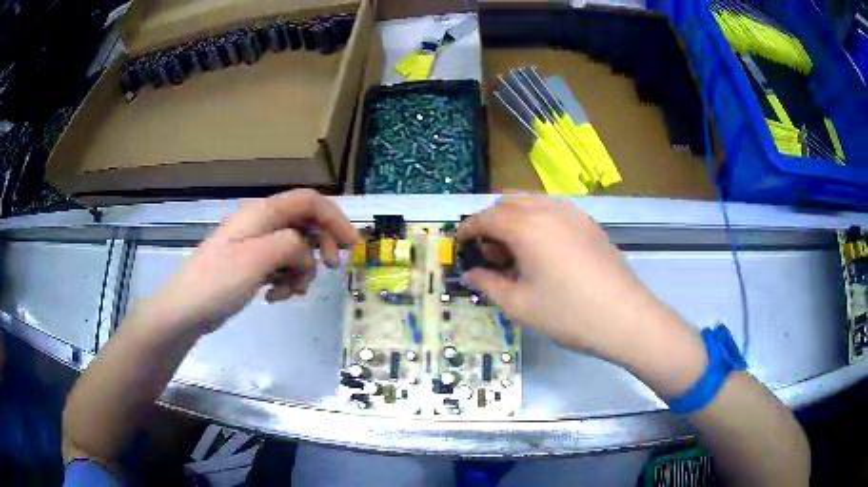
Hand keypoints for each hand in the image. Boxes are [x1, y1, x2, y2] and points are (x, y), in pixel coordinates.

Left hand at [146, 190, 359, 334]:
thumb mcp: (258, 259)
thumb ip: (292, 245)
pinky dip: (286, 280)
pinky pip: (281, 265)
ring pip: (295, 248)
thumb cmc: (218, 281)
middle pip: (305, 224)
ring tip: (290, 293)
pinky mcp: (251, 263)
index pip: (310, 202)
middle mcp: (261, 222)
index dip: (336, 219)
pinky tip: (275, 296)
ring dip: (301, 270)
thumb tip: (306, 251)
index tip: (353, 247)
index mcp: (263, 213)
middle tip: (329, 271)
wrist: (186, 308)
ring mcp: (255, 244)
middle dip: (320, 247)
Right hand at [458, 197, 694, 367]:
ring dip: (515, 219)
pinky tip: (543, 251)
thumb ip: (489, 285)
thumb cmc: (568, 314)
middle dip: (491, 222)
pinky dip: (537, 222)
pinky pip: (553, 211)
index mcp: (527, 227)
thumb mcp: (520, 305)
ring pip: (532, 203)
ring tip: (515, 254)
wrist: (625, 318)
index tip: (459, 244)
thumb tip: (470, 275)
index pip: (487, 217)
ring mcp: (573, 214)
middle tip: (489, 254)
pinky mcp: (589, 224)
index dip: (468, 229)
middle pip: (508, 203)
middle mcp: (548, 210)